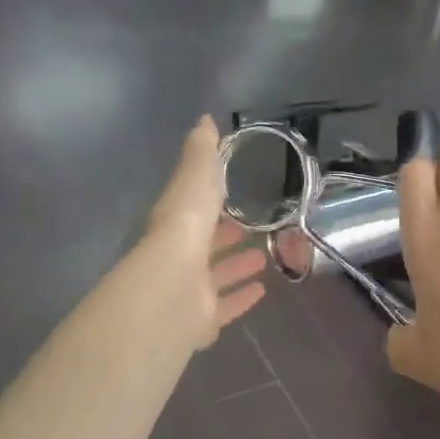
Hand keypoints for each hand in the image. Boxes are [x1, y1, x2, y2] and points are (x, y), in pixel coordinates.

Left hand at [127, 116, 267, 350]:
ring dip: (237, 265)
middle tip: (254, 227)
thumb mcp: (196, 177)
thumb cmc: (185, 225)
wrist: (174, 286)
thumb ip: (202, 153)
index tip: (234, 194)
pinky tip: (262, 291)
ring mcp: (189, 290)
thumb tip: (205, 119)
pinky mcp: (202, 319)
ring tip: (265, 257)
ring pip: (215, 276)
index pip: (194, 208)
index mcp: (176, 222)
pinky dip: (241, 298)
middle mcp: (179, 256)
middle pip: (206, 244)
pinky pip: (225, 307)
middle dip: (227, 235)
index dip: (212, 201)